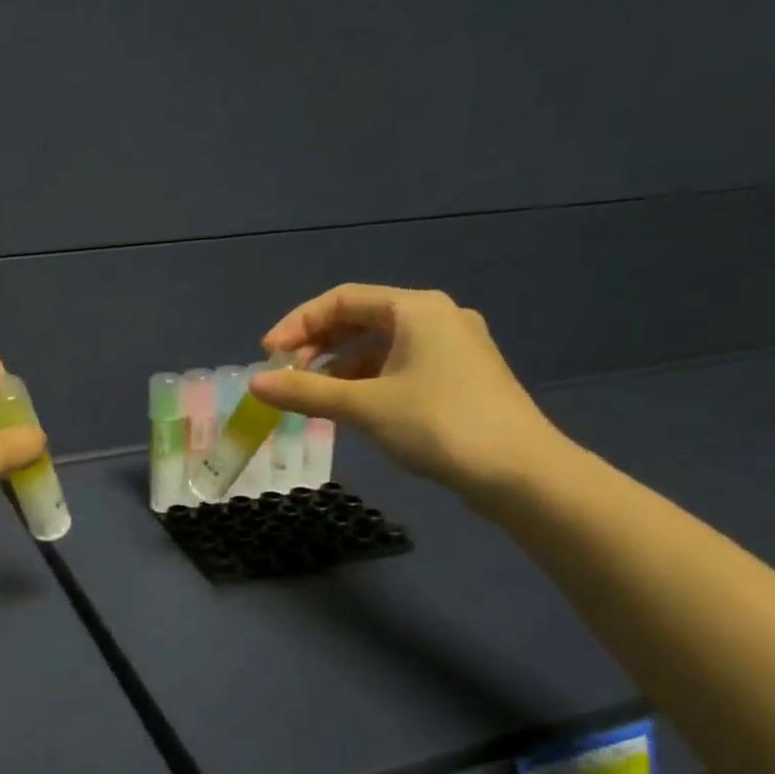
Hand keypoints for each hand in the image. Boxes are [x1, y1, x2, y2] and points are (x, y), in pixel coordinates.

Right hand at [249, 284, 568, 499]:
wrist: (520, 473)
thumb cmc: (437, 425)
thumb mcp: (362, 406)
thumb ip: (305, 392)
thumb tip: (254, 384)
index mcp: (416, 309)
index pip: (341, 300)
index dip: (297, 324)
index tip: (268, 355)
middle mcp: (436, 317)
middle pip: (361, 319)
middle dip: (317, 346)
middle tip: (286, 377)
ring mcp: (453, 348)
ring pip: (380, 346)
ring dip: (339, 367)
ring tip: (312, 398)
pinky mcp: (460, 378)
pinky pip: (399, 367)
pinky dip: (367, 381)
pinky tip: (350, 409)